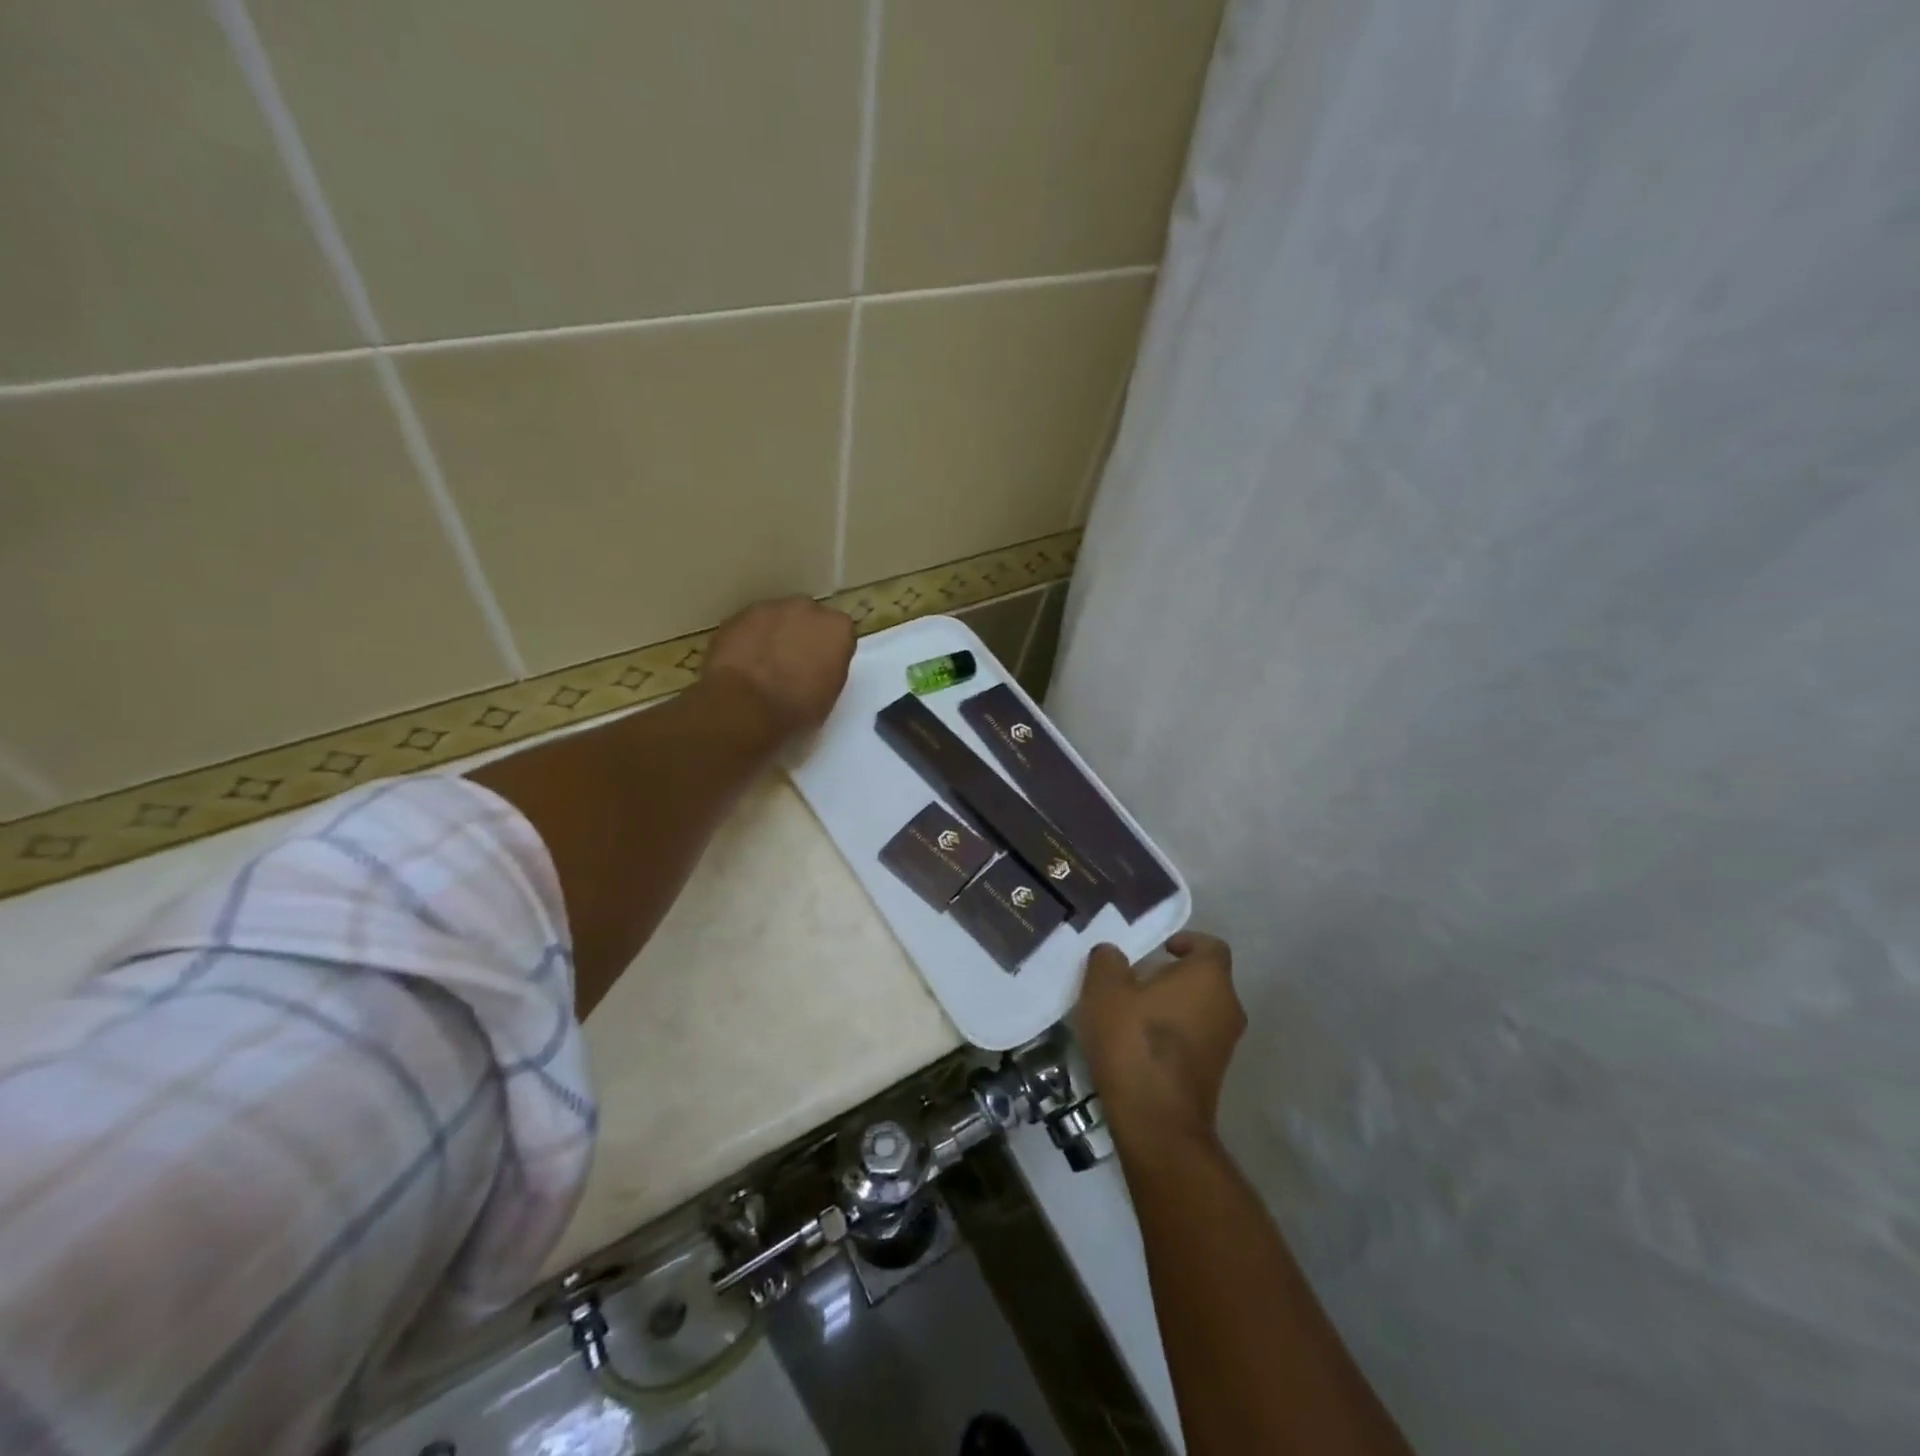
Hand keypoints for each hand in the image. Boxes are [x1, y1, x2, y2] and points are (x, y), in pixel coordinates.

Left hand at [703, 596, 855, 740]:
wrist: (744, 705)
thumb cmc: (795, 707)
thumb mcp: (830, 694)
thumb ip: (830, 667)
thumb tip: (819, 664)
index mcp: (837, 628)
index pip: (840, 633)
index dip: (829, 651)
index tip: (821, 669)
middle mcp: (807, 609)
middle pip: (808, 618)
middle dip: (803, 635)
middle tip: (793, 664)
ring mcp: (770, 608)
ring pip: (777, 618)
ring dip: (774, 635)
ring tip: (763, 665)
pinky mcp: (737, 615)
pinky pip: (750, 626)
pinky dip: (749, 639)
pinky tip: (743, 663)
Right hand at [1075, 932, 1244, 1140]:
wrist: (1157, 1122)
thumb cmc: (1134, 1041)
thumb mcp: (1105, 989)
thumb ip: (1107, 961)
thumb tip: (1112, 955)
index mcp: (1210, 978)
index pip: (1209, 945)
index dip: (1185, 942)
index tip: (1159, 950)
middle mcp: (1228, 1007)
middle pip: (1203, 980)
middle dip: (1171, 978)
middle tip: (1133, 982)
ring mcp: (1226, 1045)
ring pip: (1199, 1011)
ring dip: (1171, 1008)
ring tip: (1130, 1016)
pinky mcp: (1214, 1075)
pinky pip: (1195, 1041)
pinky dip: (1173, 1037)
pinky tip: (1138, 1047)